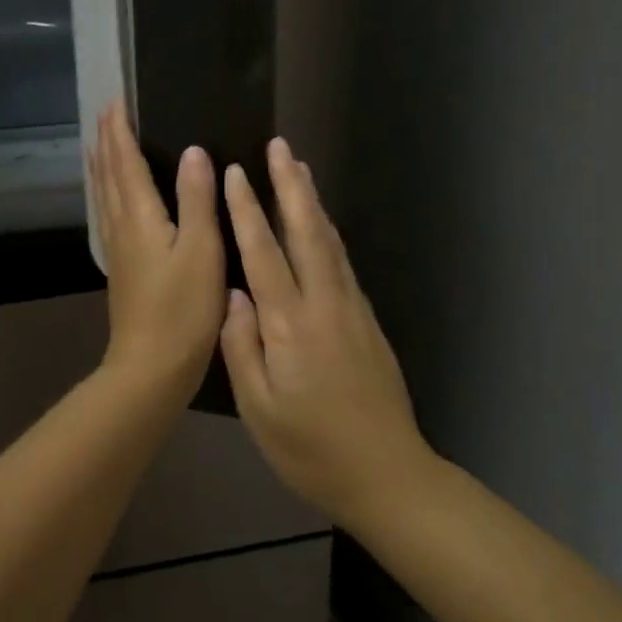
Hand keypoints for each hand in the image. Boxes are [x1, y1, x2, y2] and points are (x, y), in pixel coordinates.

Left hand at [89, 102, 225, 400]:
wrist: (150, 366)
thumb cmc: (183, 308)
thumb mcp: (201, 250)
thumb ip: (196, 199)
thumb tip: (193, 152)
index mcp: (139, 216)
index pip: (125, 161)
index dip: (120, 131)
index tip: (115, 100)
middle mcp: (120, 226)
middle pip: (108, 174)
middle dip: (107, 141)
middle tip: (106, 113)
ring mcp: (117, 249)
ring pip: (103, 195)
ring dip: (102, 165)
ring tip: (100, 145)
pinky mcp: (121, 268)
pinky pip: (107, 214)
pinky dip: (106, 193)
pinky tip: (111, 200)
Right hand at [219, 138, 433, 526]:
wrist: (388, 474)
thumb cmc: (311, 450)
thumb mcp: (259, 409)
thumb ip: (241, 347)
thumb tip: (232, 294)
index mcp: (291, 326)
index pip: (264, 254)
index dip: (246, 211)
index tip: (234, 172)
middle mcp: (324, 305)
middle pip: (306, 233)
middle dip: (289, 186)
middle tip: (279, 146)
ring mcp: (352, 310)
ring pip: (329, 242)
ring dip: (311, 201)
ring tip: (298, 168)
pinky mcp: (367, 321)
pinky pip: (342, 262)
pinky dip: (328, 232)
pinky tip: (320, 224)